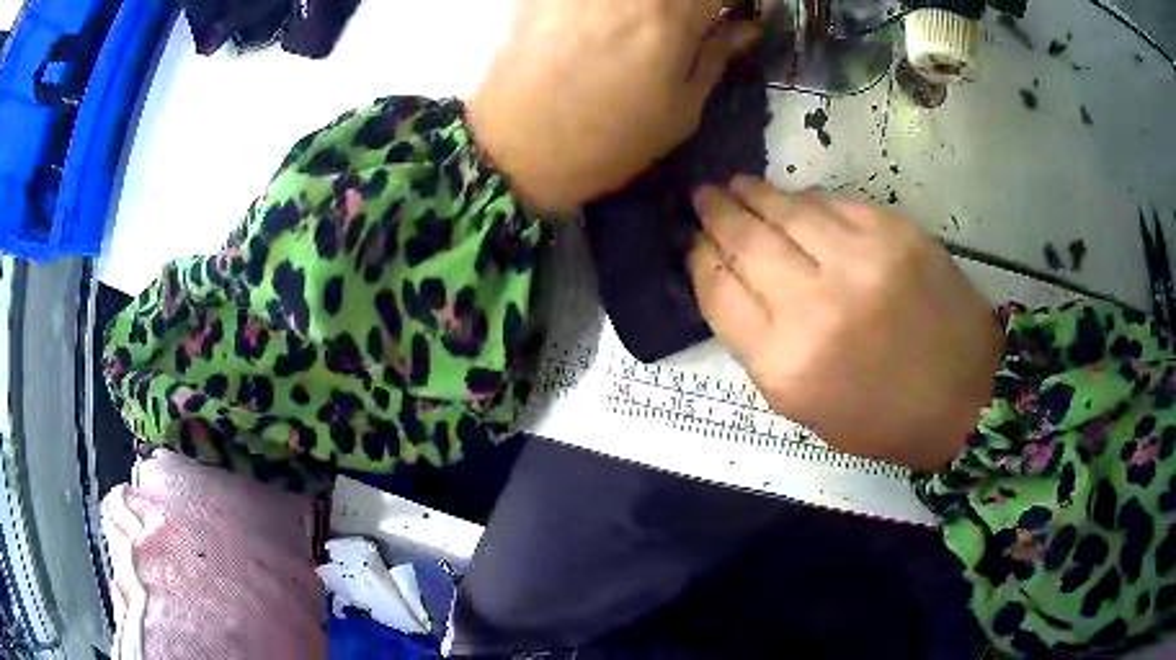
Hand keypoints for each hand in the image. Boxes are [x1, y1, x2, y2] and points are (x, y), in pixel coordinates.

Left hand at [467, 0, 758, 212]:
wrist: (515, 151)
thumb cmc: (607, 142)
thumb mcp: (679, 111)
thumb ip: (716, 57)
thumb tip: (745, 27)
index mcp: (672, 13)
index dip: (731, 2)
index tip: (732, 15)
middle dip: (693, 4)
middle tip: (691, 22)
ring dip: (651, 7)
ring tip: (647, 26)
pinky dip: (609, 7)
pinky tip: (606, 23)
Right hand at [688, 177, 1001, 470]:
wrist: (966, 397)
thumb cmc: (881, 418)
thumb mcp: (803, 406)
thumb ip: (759, 344)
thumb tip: (732, 279)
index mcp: (786, 364)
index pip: (719, 291)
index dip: (699, 259)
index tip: (694, 243)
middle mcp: (816, 306)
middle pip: (745, 241)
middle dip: (716, 215)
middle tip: (703, 198)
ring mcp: (860, 260)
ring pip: (786, 210)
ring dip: (754, 195)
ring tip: (737, 186)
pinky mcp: (894, 232)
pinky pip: (832, 202)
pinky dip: (807, 200)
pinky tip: (796, 201)